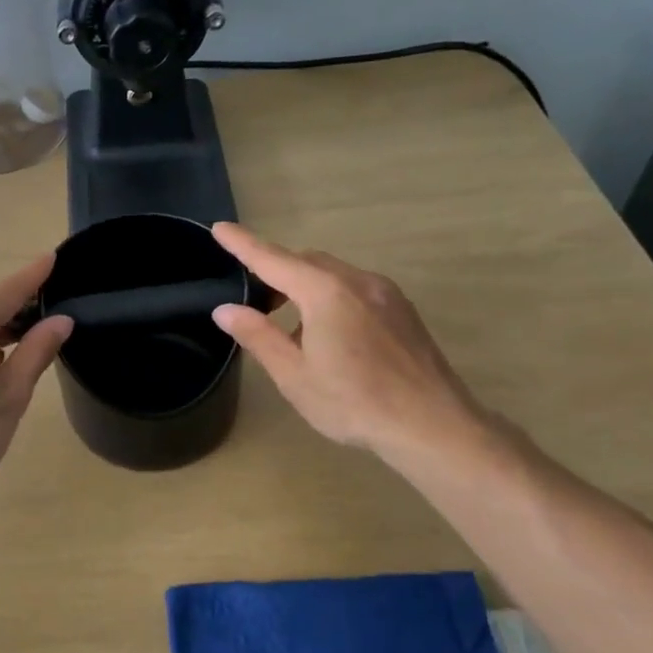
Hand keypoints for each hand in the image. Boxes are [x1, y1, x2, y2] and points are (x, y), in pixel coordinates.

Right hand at [209, 222, 497, 473]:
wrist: (433, 425)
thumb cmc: (355, 403)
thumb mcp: (295, 375)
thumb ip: (258, 336)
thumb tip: (226, 310)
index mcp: (325, 293)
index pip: (272, 259)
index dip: (243, 244)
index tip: (219, 228)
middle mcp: (357, 280)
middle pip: (306, 262)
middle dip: (276, 272)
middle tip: (255, 303)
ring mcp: (385, 292)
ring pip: (333, 274)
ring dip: (305, 288)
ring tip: (292, 330)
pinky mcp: (402, 309)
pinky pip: (356, 288)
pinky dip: (331, 298)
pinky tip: (331, 338)